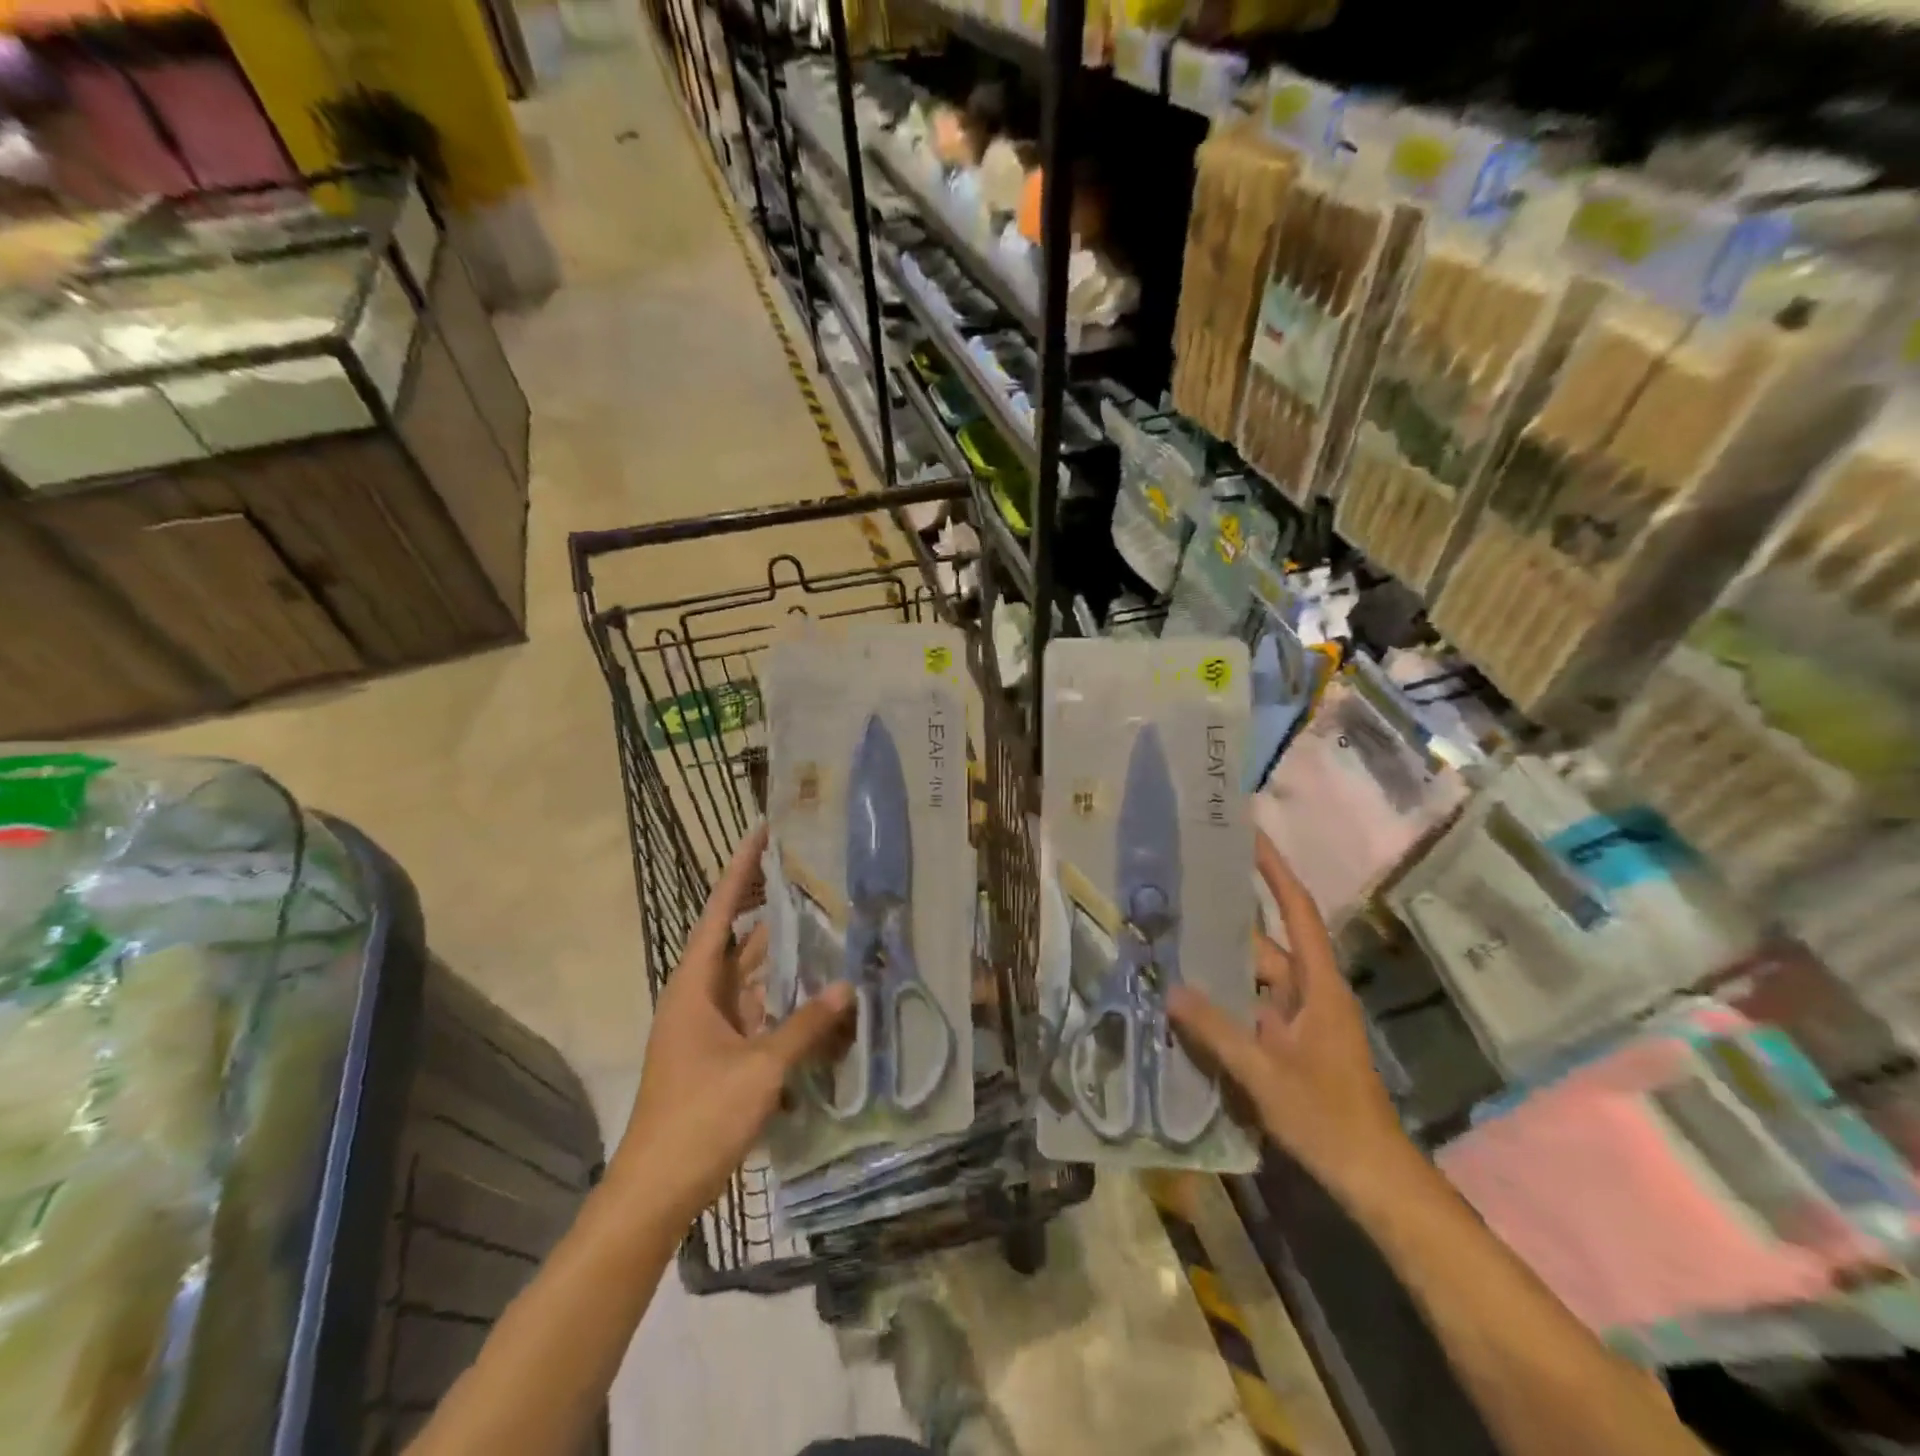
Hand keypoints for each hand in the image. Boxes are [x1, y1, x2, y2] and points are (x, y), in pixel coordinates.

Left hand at [611, 824, 853, 1225]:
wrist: (655, 1193)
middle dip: (775, 912)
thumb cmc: (698, 1118)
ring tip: (831, 932)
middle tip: (816, 879)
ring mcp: (712, 1028)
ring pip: (756, 981)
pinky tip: (824, 1002)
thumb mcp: (759, 1069)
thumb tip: (849, 988)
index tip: (763, 832)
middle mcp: (701, 997)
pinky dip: (789, 1007)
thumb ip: (805, 1027)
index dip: (742, 870)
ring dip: (789, 963)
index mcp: (695, 986)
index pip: (720, 912)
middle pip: (741, 941)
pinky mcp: (724, 1056)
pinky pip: (761, 1017)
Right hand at [1168, 832, 1409, 1198]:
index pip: (1297, 911)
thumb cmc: (1330, 1119)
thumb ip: (1216, 1030)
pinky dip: (1223, 999)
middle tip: (1179, 896)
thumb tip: (1169, 988)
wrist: (1373, 1178)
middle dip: (1225, 921)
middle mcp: (1309, 992)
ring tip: (1170, 944)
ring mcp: (1299, 1019)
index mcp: (1317, 986)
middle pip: (1264, 944)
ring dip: (1219, 965)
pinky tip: (1187, 1000)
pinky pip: (1250, 1007)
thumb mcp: (1266, 1074)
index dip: (1275, 870)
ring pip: (1253, 978)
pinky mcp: (1290, 1043)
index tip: (1249, 835)